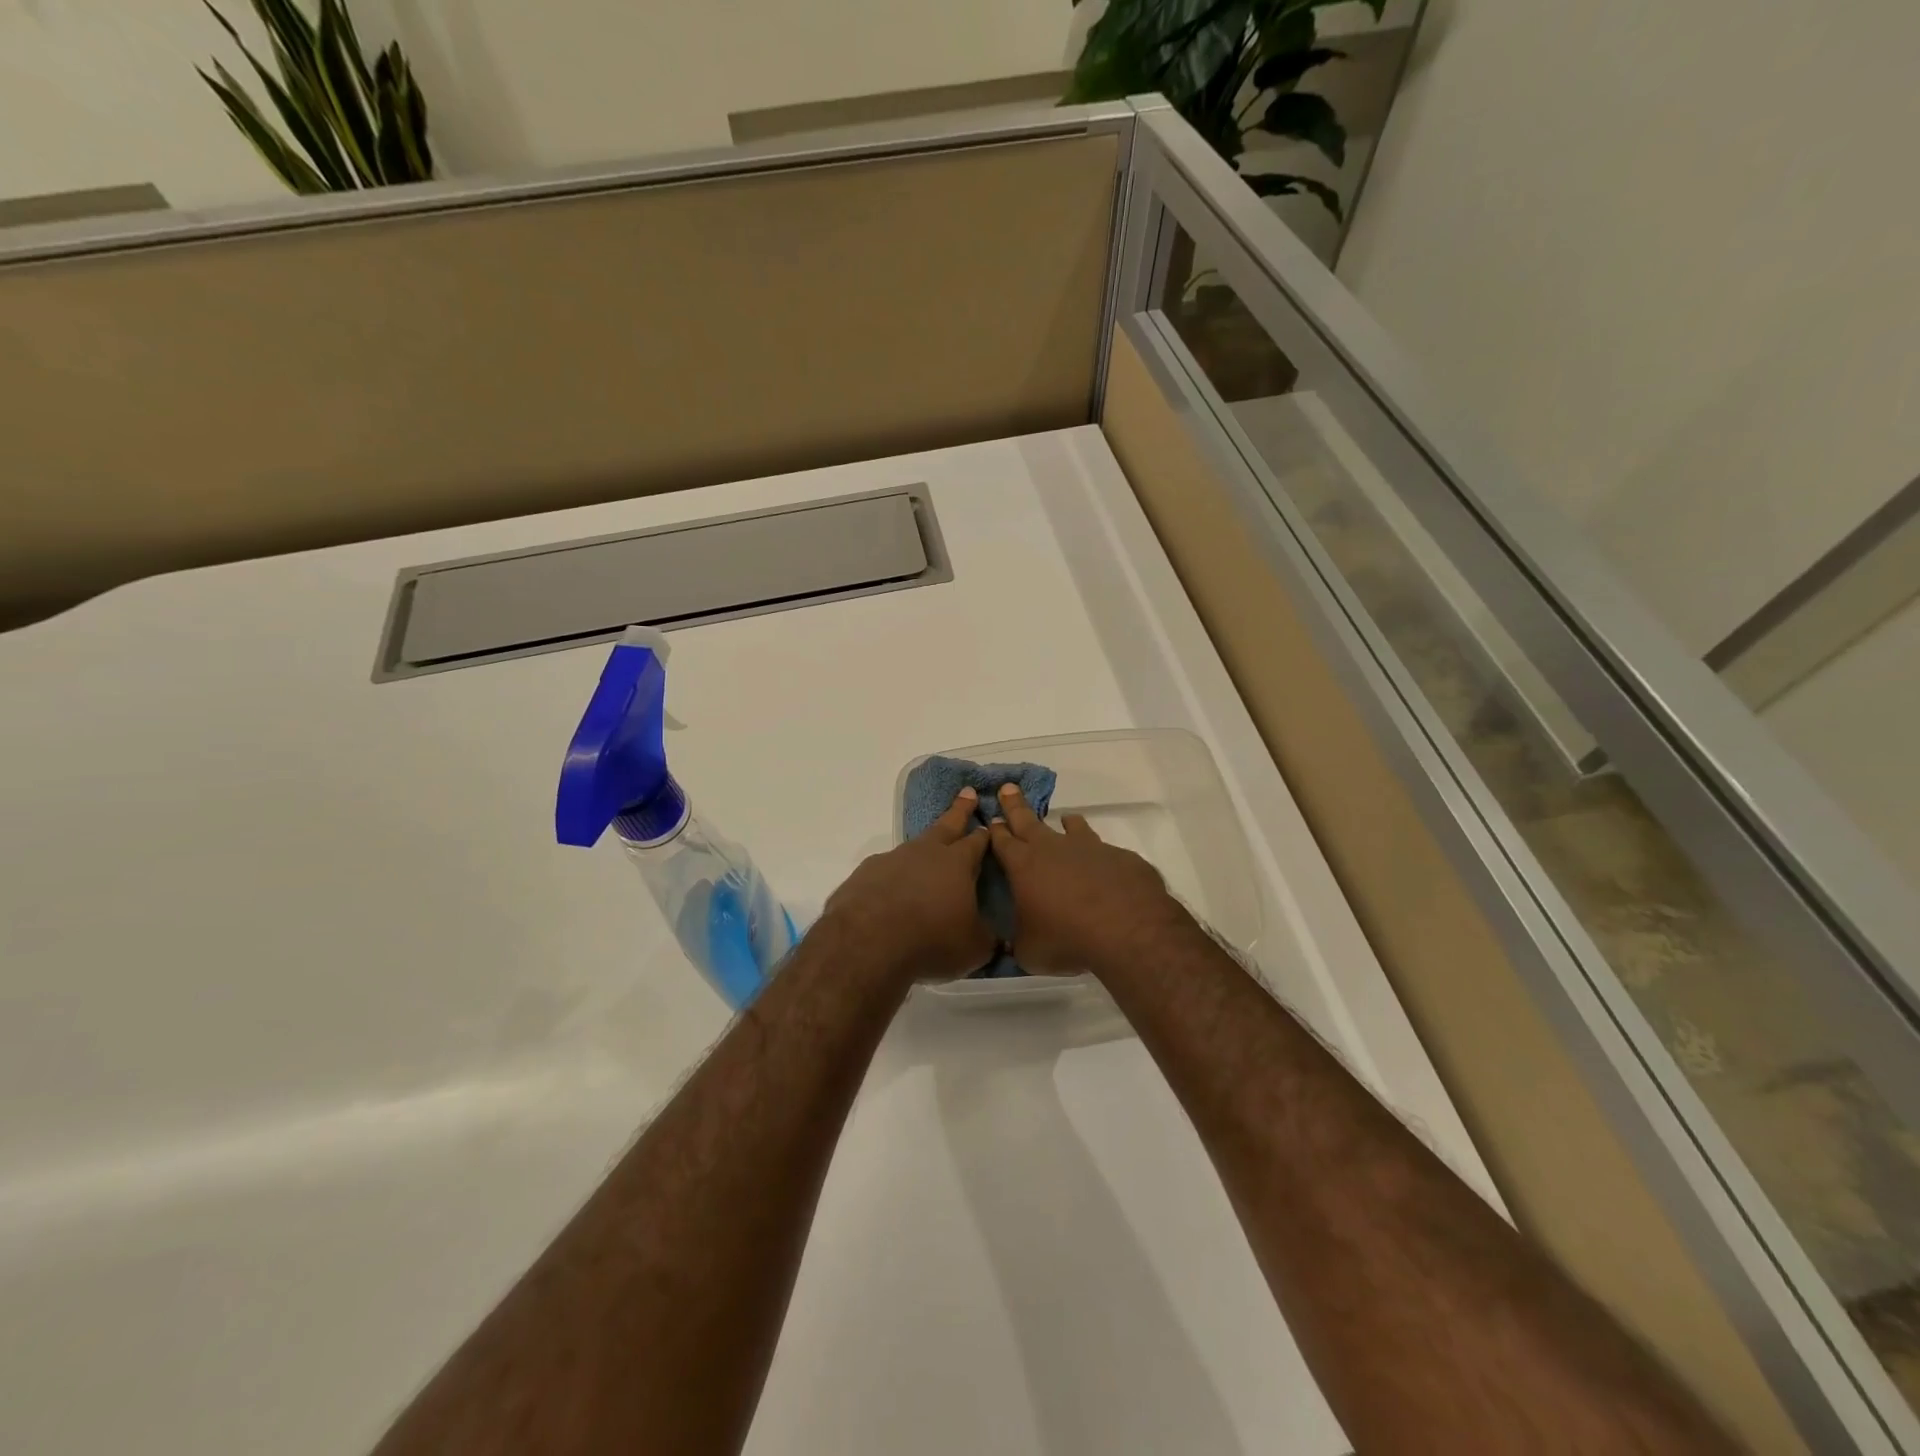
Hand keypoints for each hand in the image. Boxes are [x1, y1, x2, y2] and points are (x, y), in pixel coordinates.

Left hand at [823, 789, 994, 984]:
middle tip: (967, 793)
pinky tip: (892, 889)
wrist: (868, 941)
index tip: (991, 823)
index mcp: (958, 862)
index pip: (977, 841)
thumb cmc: (932, 939)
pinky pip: (886, 869)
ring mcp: (892, 859)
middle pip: (947, 825)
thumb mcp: (974, 947)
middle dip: (960, 810)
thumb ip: (987, 937)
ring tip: (927, 854)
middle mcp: (926, 852)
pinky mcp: (866, 873)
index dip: (986, 833)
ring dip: (923, 848)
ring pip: (914, 847)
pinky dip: (893, 875)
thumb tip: (998, 939)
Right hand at [988, 783, 1191, 975]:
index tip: (991, 818)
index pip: (1003, 841)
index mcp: (1024, 866)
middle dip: (1015, 805)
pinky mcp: (1119, 857)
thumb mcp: (1029, 951)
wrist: (1126, 928)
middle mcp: (1053, 849)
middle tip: (1008, 787)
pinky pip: (1105, 851)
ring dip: (1067, 823)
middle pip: (1028, 821)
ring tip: (1067, 819)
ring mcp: (1089, 849)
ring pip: (1073, 828)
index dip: (995, 830)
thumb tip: (1010, 945)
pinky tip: (1106, 867)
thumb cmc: (1066, 938)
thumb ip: (1018, 942)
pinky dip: (1100, 855)